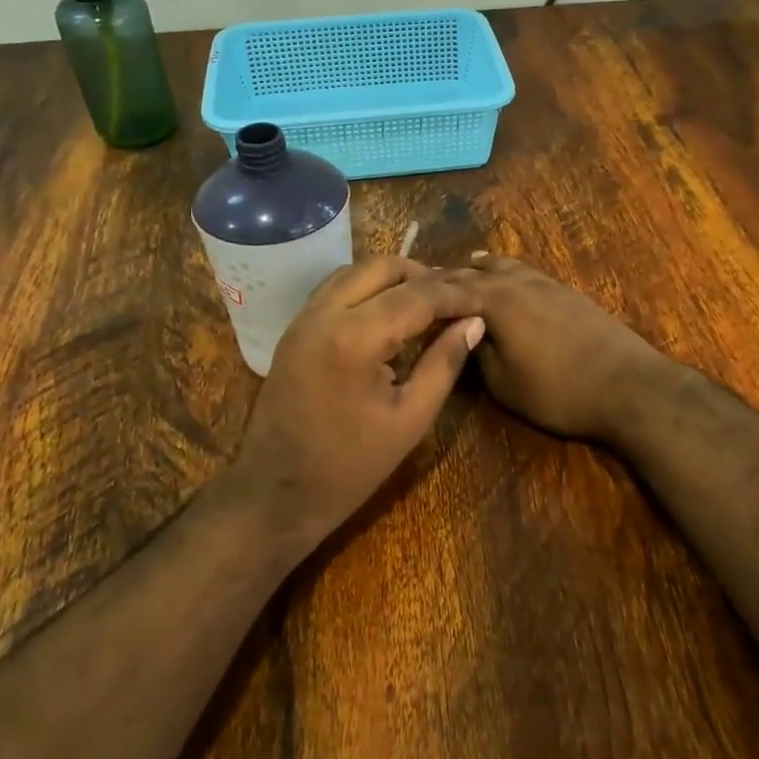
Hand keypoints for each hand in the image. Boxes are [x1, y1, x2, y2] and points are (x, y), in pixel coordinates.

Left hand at [226, 256, 483, 561]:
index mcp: (354, 338)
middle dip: (424, 276)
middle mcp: (324, 313)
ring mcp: (303, 318)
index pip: (416, 296)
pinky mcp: (294, 329)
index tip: (482, 302)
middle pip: (381, 267)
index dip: (454, 296)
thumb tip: (474, 323)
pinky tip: (389, 312)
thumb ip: (444, 363)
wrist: (276, 492)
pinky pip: (335, 289)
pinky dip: (366, 288)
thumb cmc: (349, 467)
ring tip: (427, 302)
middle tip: (455, 299)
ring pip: (354, 271)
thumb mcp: (410, 419)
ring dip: (393, 278)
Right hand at [441, 254, 671, 442]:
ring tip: (462, 266)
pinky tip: (507, 276)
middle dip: (448, 277)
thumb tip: (463, 334)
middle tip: (423, 284)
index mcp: (495, 301)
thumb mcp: (503, 383)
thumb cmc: (558, 390)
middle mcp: (517, 282)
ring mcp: (546, 284)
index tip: (402, 296)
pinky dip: (506, 271)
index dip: (424, 294)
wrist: (629, 386)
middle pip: (474, 273)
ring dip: (479, 268)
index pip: (449, 291)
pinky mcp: (568, 293)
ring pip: (503, 266)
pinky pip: (525, 273)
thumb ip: (476, 354)